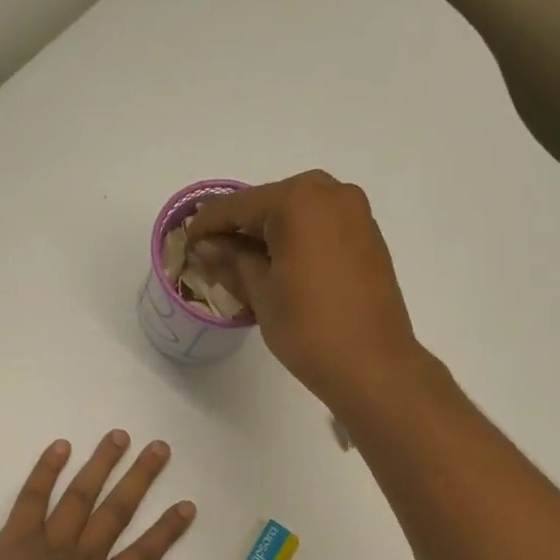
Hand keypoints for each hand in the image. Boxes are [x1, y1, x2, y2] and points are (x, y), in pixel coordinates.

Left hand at [0, 432, 194, 559]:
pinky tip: (58, 446)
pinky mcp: (16, 536)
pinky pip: (32, 499)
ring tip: (118, 436)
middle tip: (160, 447)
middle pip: (118, 515)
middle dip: (140, 480)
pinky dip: (44, 472)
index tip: (186, 504)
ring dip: (100, 466)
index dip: (166, 532)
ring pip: (81, 499)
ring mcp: (50, 544)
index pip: (143, 558)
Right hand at [183, 170, 420, 412]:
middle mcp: (332, 193)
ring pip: (298, 213)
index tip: (186, 242)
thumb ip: (232, 260)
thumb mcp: (260, 293)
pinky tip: (280, 265)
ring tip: (243, 262)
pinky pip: (322, 227)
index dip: (207, 224)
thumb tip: (208, 247)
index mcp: (299, 200)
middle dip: (240, 226)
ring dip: (269, 233)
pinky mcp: (369, 237)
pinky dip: (297, 240)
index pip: (238, 205)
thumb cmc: (309, 328)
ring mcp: (356, 214)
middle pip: (271, 203)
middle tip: (213, 252)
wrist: (373, 365)